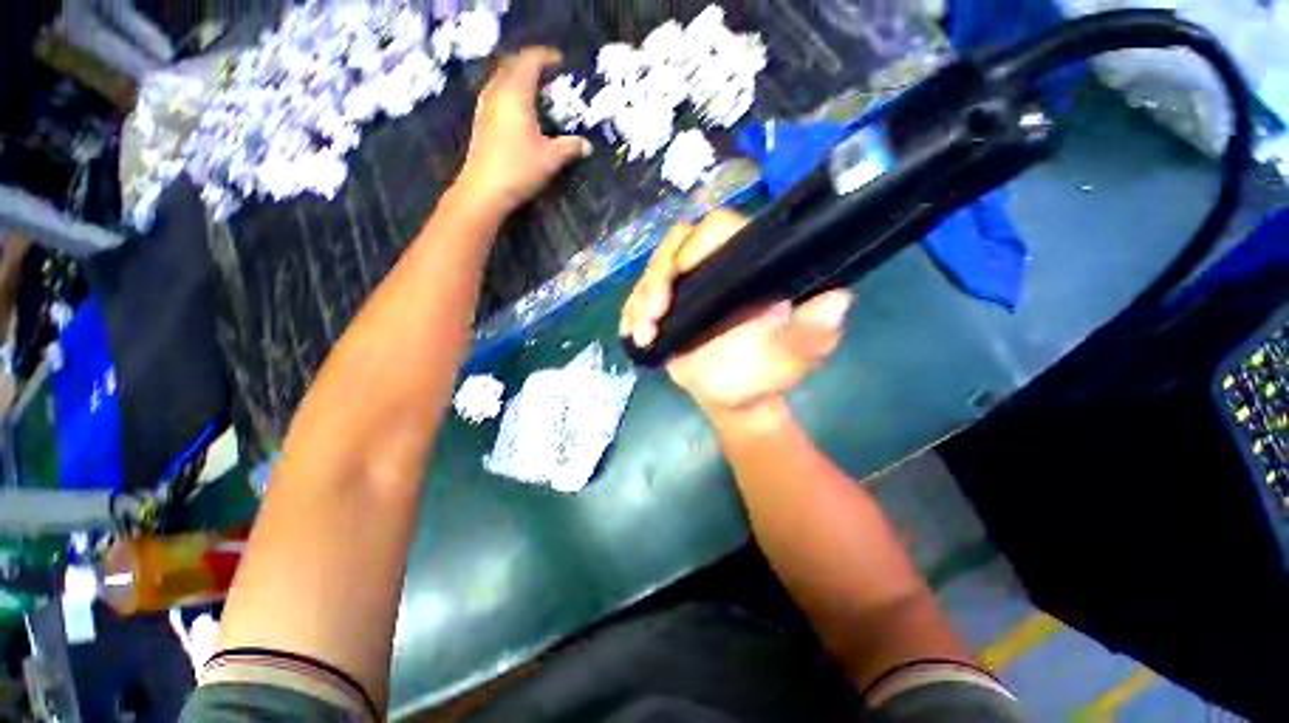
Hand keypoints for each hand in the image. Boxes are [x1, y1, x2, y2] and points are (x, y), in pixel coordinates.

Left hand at [455, 47, 590, 214]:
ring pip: (502, 77)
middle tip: (549, 74)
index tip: (560, 61)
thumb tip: (587, 145)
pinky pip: (496, 91)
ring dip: (518, 76)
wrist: (484, 190)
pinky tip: (519, 107)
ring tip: (536, 89)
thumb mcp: (550, 159)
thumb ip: (570, 147)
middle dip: (531, 63)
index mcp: (516, 95)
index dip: (545, 57)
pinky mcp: (481, 119)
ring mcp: (485, 105)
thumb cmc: (518, 170)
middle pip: (513, 64)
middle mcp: (497, 92)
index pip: (530, 61)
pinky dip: (510, 89)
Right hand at [620, 210, 853, 422]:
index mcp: (745, 267)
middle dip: (658, 276)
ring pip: (652, 273)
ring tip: (644, 331)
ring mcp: (683, 290)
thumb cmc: (763, 373)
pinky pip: (637, 301)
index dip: (698, 242)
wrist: (733, 398)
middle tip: (654, 312)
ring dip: (641, 299)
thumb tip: (838, 299)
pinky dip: (631, 314)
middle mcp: (712, 270)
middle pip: (675, 247)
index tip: (683, 272)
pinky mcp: (662, 310)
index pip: (720, 230)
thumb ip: (814, 332)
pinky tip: (635, 335)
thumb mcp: (793, 355)